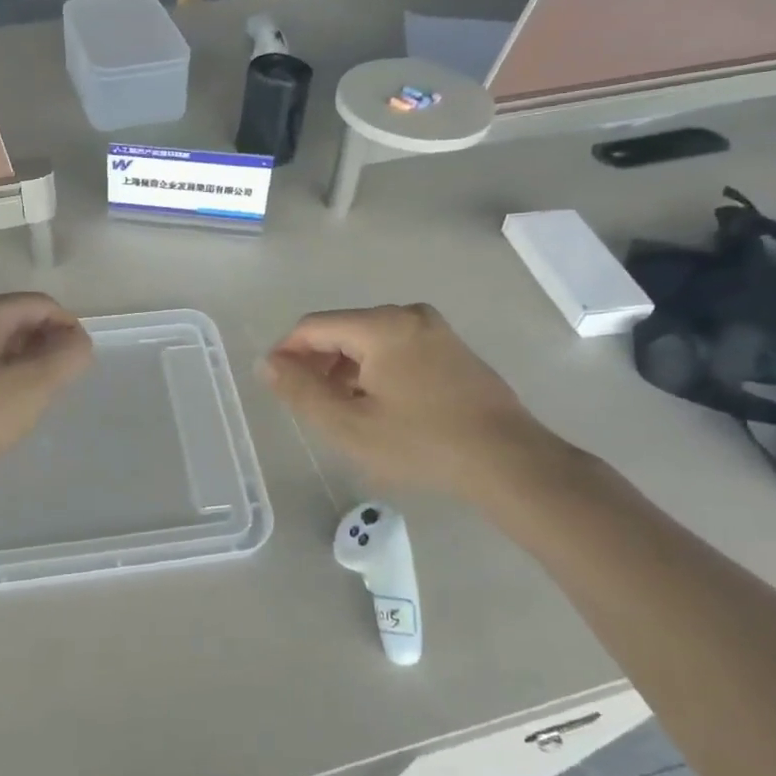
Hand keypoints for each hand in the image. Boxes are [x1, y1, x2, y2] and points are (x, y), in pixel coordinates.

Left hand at [0, 294, 92, 473]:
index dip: (68, 329)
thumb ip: (66, 359)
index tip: (78, 363)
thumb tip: (79, 342)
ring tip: (31, 398)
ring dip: (22, 362)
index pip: (41, 305)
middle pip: (18, 319)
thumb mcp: (31, 389)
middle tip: (56, 384)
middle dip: (45, 346)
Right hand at [262, 304, 553, 495]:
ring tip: (343, 411)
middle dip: (318, 363)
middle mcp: (407, 314)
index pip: (313, 327)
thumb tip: (267, 363)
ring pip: (369, 340)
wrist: (508, 461)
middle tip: (311, 406)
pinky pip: (396, 347)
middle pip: (342, 330)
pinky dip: (375, 369)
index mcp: (380, 325)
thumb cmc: (421, 444)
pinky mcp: (452, 347)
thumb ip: (301, 391)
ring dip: (346, 369)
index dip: (287, 353)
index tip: (277, 386)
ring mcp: (435, 329)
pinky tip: (379, 406)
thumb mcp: (349, 425)